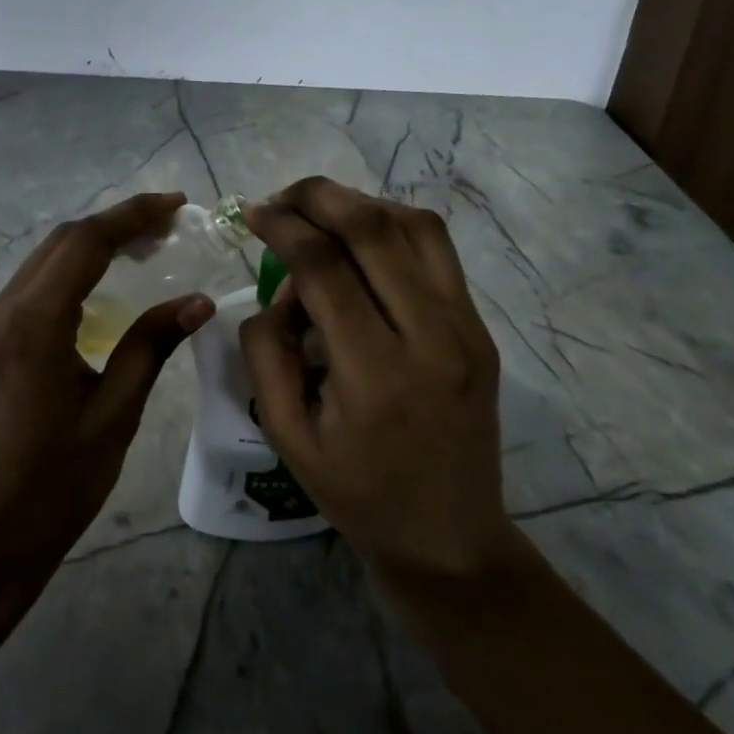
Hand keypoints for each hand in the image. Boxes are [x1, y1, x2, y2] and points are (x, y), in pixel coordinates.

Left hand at [0, 192, 215, 589]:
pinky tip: (98, 291)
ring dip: (91, 247)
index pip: (87, 242)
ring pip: (43, 263)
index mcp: (34, 323)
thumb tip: (198, 300)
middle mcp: (0, 311)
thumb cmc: (53, 487)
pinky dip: (69, 275)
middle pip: (61, 243)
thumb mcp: (114, 414)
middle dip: (116, 225)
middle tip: (169, 227)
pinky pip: (29, 290)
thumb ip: (151, 346)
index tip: (178, 204)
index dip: (134, 215)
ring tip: (144, 250)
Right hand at [239, 177, 514, 584]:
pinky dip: (394, 226)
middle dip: (319, 196)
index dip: (283, 227)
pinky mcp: (480, 328)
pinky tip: (363, 239)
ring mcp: (466, 328)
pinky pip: (438, 251)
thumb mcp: (286, 436)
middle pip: (374, 229)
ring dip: (361, 204)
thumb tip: (279, 290)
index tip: (253, 213)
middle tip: (282, 198)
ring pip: (415, 226)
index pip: (324, 268)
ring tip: (320, 212)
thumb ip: (266, 352)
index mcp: (375, 374)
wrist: (450, 537)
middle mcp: (431, 337)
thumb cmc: (357, 493)